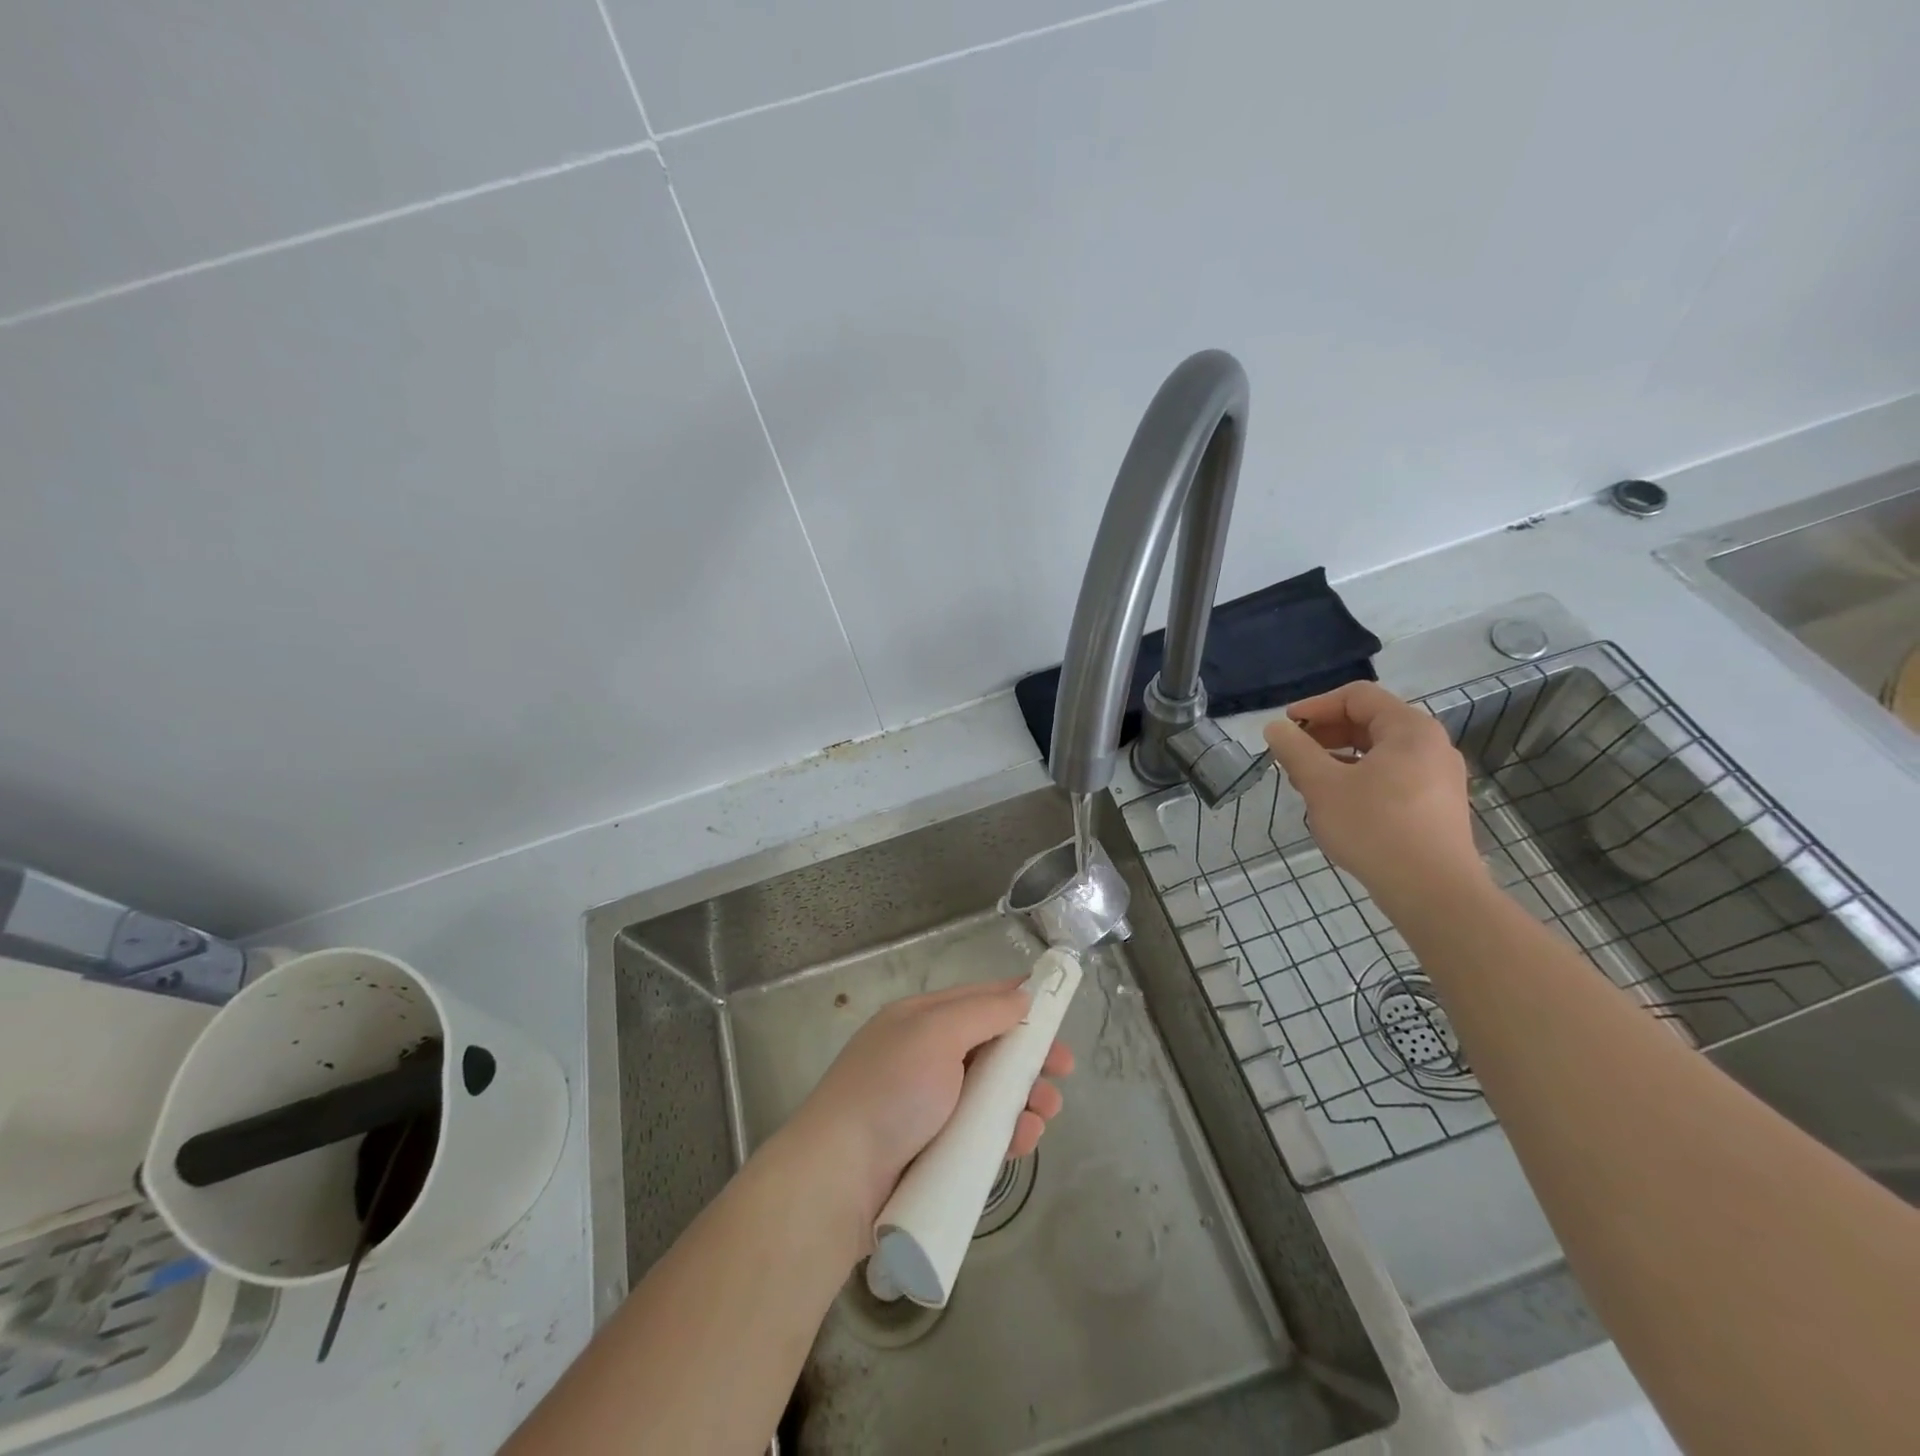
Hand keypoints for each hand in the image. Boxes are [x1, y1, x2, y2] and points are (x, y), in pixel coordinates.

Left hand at [786, 980, 1073, 1224]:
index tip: (1056, 1012)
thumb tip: (1022, 995)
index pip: (977, 1000)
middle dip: (1028, 1058)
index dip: (1017, 1002)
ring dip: (1024, 1098)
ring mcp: (928, 1107)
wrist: (837, 1180)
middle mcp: (924, 1057)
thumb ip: (983, 1012)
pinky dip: (1005, 1134)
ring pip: (989, 1094)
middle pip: (989, 1049)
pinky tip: (1024, 1141)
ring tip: (1047, 1113)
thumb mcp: (936, 1034)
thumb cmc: (891, 1092)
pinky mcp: (934, 1152)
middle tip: (1063, 1072)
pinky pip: (980, 1135)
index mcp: (920, 1021)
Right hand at [1262, 681, 1484, 906]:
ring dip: (1339, 758)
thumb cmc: (1375, 828)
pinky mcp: (1437, 805)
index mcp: (1409, 729)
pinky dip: (1360, 778)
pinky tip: (1338, 804)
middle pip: (1370, 722)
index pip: (1357, 696)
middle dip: (1325, 734)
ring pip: (1379, 752)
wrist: (1433, 892)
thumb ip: (1295, 751)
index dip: (1316, 706)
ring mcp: (1439, 777)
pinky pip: (1392, 776)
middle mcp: (1431, 745)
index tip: (1286, 727)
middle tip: (1292, 755)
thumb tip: (1275, 728)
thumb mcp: (1322, 785)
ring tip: (1308, 782)